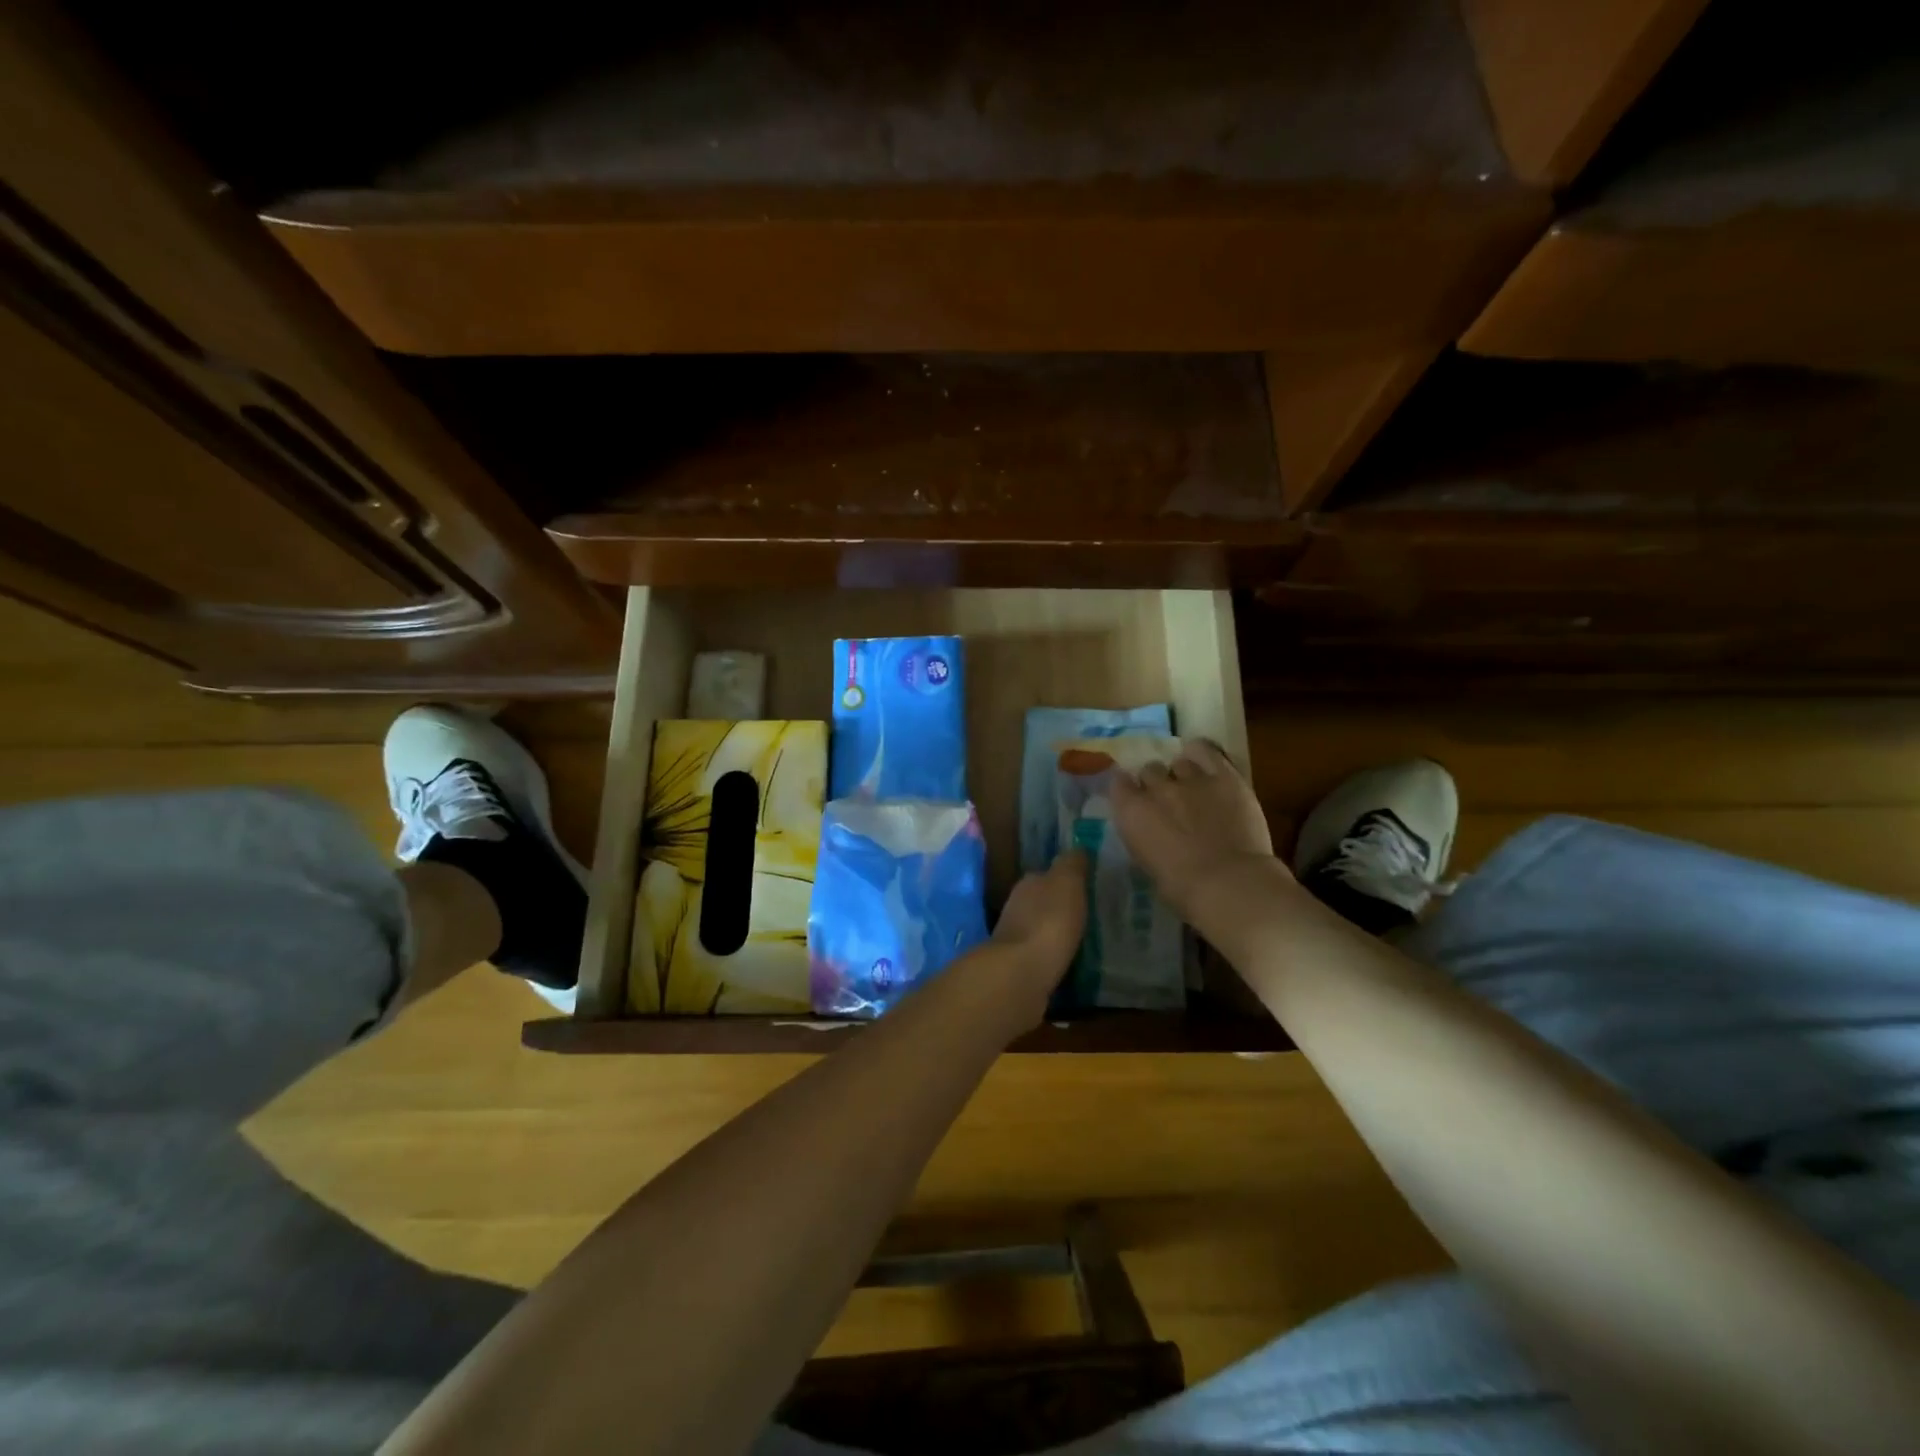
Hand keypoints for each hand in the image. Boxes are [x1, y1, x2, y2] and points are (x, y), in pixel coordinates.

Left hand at [986, 850, 1087, 1020]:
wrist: (1021, 976)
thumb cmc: (1048, 922)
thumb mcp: (1067, 882)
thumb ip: (1072, 864)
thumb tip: (1078, 849)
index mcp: (1027, 884)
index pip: (1046, 875)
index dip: (1065, 879)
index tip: (1087, 886)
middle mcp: (1016, 908)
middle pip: (1041, 903)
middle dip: (1061, 908)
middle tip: (1091, 914)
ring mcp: (1015, 941)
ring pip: (1041, 930)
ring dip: (1058, 933)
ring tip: (1087, 940)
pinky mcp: (1020, 970)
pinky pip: (1043, 957)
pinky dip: (1055, 957)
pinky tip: (1072, 963)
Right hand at [1110, 740, 1281, 927]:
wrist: (1229, 884)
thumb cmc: (1182, 890)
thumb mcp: (1147, 863)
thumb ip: (1143, 836)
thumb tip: (1150, 830)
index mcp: (1131, 811)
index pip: (1118, 782)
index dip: (1128, 790)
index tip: (1135, 800)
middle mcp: (1156, 788)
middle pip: (1149, 770)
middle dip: (1156, 783)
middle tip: (1169, 800)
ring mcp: (1191, 778)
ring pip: (1179, 762)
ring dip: (1183, 774)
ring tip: (1194, 788)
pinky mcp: (1224, 776)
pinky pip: (1207, 751)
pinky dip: (1202, 753)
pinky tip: (1204, 759)